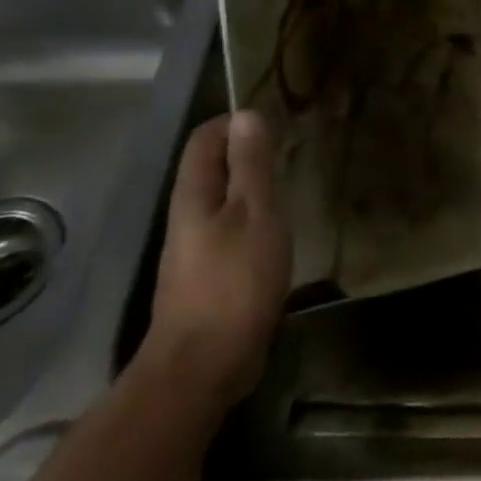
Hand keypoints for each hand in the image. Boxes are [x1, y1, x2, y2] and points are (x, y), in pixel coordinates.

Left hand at [145, 112, 289, 409]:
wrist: (204, 364)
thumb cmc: (234, 281)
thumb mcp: (255, 214)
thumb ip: (251, 165)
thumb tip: (245, 115)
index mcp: (194, 193)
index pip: (205, 138)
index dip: (236, 123)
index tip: (277, 124)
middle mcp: (188, 214)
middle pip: (212, 167)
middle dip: (248, 153)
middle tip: (292, 152)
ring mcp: (195, 248)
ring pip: (224, 200)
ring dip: (254, 187)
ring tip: (292, 186)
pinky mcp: (209, 275)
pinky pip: (231, 230)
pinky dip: (255, 220)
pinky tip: (280, 232)